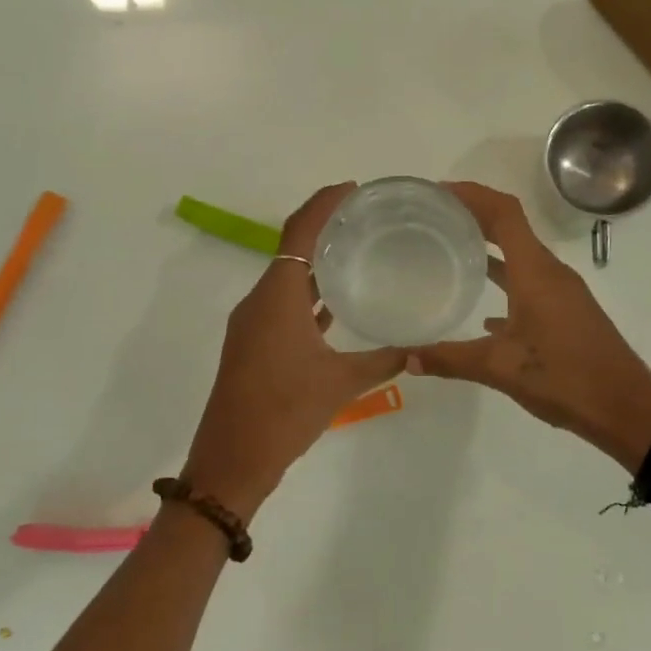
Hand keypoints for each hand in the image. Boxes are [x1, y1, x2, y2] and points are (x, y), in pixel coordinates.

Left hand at [183, 184, 406, 519]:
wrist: (231, 461)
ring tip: (355, 252)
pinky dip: (307, 295)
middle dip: (323, 228)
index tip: (352, 189)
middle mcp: (260, 301)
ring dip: (315, 263)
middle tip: (364, 219)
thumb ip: (382, 360)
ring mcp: (253, 324)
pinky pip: (283, 305)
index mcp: (277, 297)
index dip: (323, 204)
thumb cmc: (284, 413)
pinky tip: (335, 304)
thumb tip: (419, 347)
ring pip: (287, 278)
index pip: (299, 232)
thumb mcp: (340, 384)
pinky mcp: (253, 345)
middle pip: (291, 248)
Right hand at [408, 182, 650, 469]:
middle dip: (474, 216)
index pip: (504, 213)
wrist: (627, 409)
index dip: (472, 195)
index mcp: (536, 272)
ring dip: (489, 248)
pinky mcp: (567, 313)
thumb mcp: (500, 369)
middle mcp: (550, 272)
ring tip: (450, 251)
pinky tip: (484, 312)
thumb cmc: (565, 379)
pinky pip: (530, 284)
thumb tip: (405, 359)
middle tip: (434, 218)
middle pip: (511, 227)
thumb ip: (450, 360)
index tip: (437, 193)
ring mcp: (562, 292)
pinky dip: (505, 282)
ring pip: (520, 256)